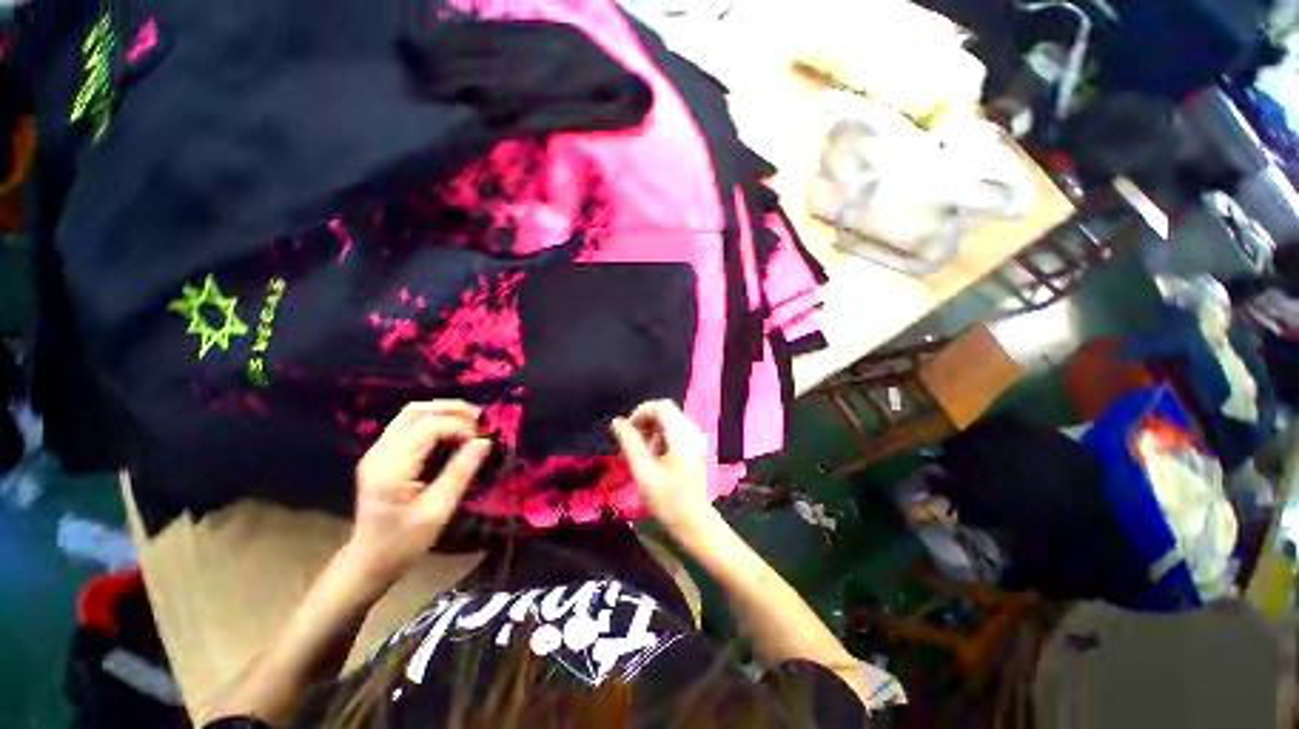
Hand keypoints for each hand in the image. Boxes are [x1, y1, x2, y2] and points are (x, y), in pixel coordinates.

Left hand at [345, 401, 490, 585]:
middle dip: (452, 409)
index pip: (428, 427)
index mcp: (391, 467)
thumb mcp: (438, 510)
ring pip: (411, 414)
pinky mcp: (381, 456)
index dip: (459, 426)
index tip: (481, 441)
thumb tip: (484, 442)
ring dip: (443, 412)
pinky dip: (434, 421)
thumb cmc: (403, 543)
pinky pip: (408, 426)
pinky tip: (452, 432)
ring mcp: (377, 453)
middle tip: (480, 420)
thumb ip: (460, 472)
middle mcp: (379, 453)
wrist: (368, 562)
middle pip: (415, 411)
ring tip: (470, 423)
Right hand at [611, 400, 713, 535]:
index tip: (627, 431)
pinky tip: (654, 458)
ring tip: (642, 455)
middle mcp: (693, 432)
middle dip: (645, 423)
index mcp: (683, 435)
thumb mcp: (644, 472)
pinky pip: (675, 432)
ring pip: (670, 422)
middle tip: (632, 445)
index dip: (640, 412)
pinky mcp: (696, 448)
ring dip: (652, 432)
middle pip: (666, 412)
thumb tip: (617, 422)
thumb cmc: (668, 501)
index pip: (661, 406)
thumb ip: (630, 443)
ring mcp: (696, 440)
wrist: (696, 525)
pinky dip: (661, 438)